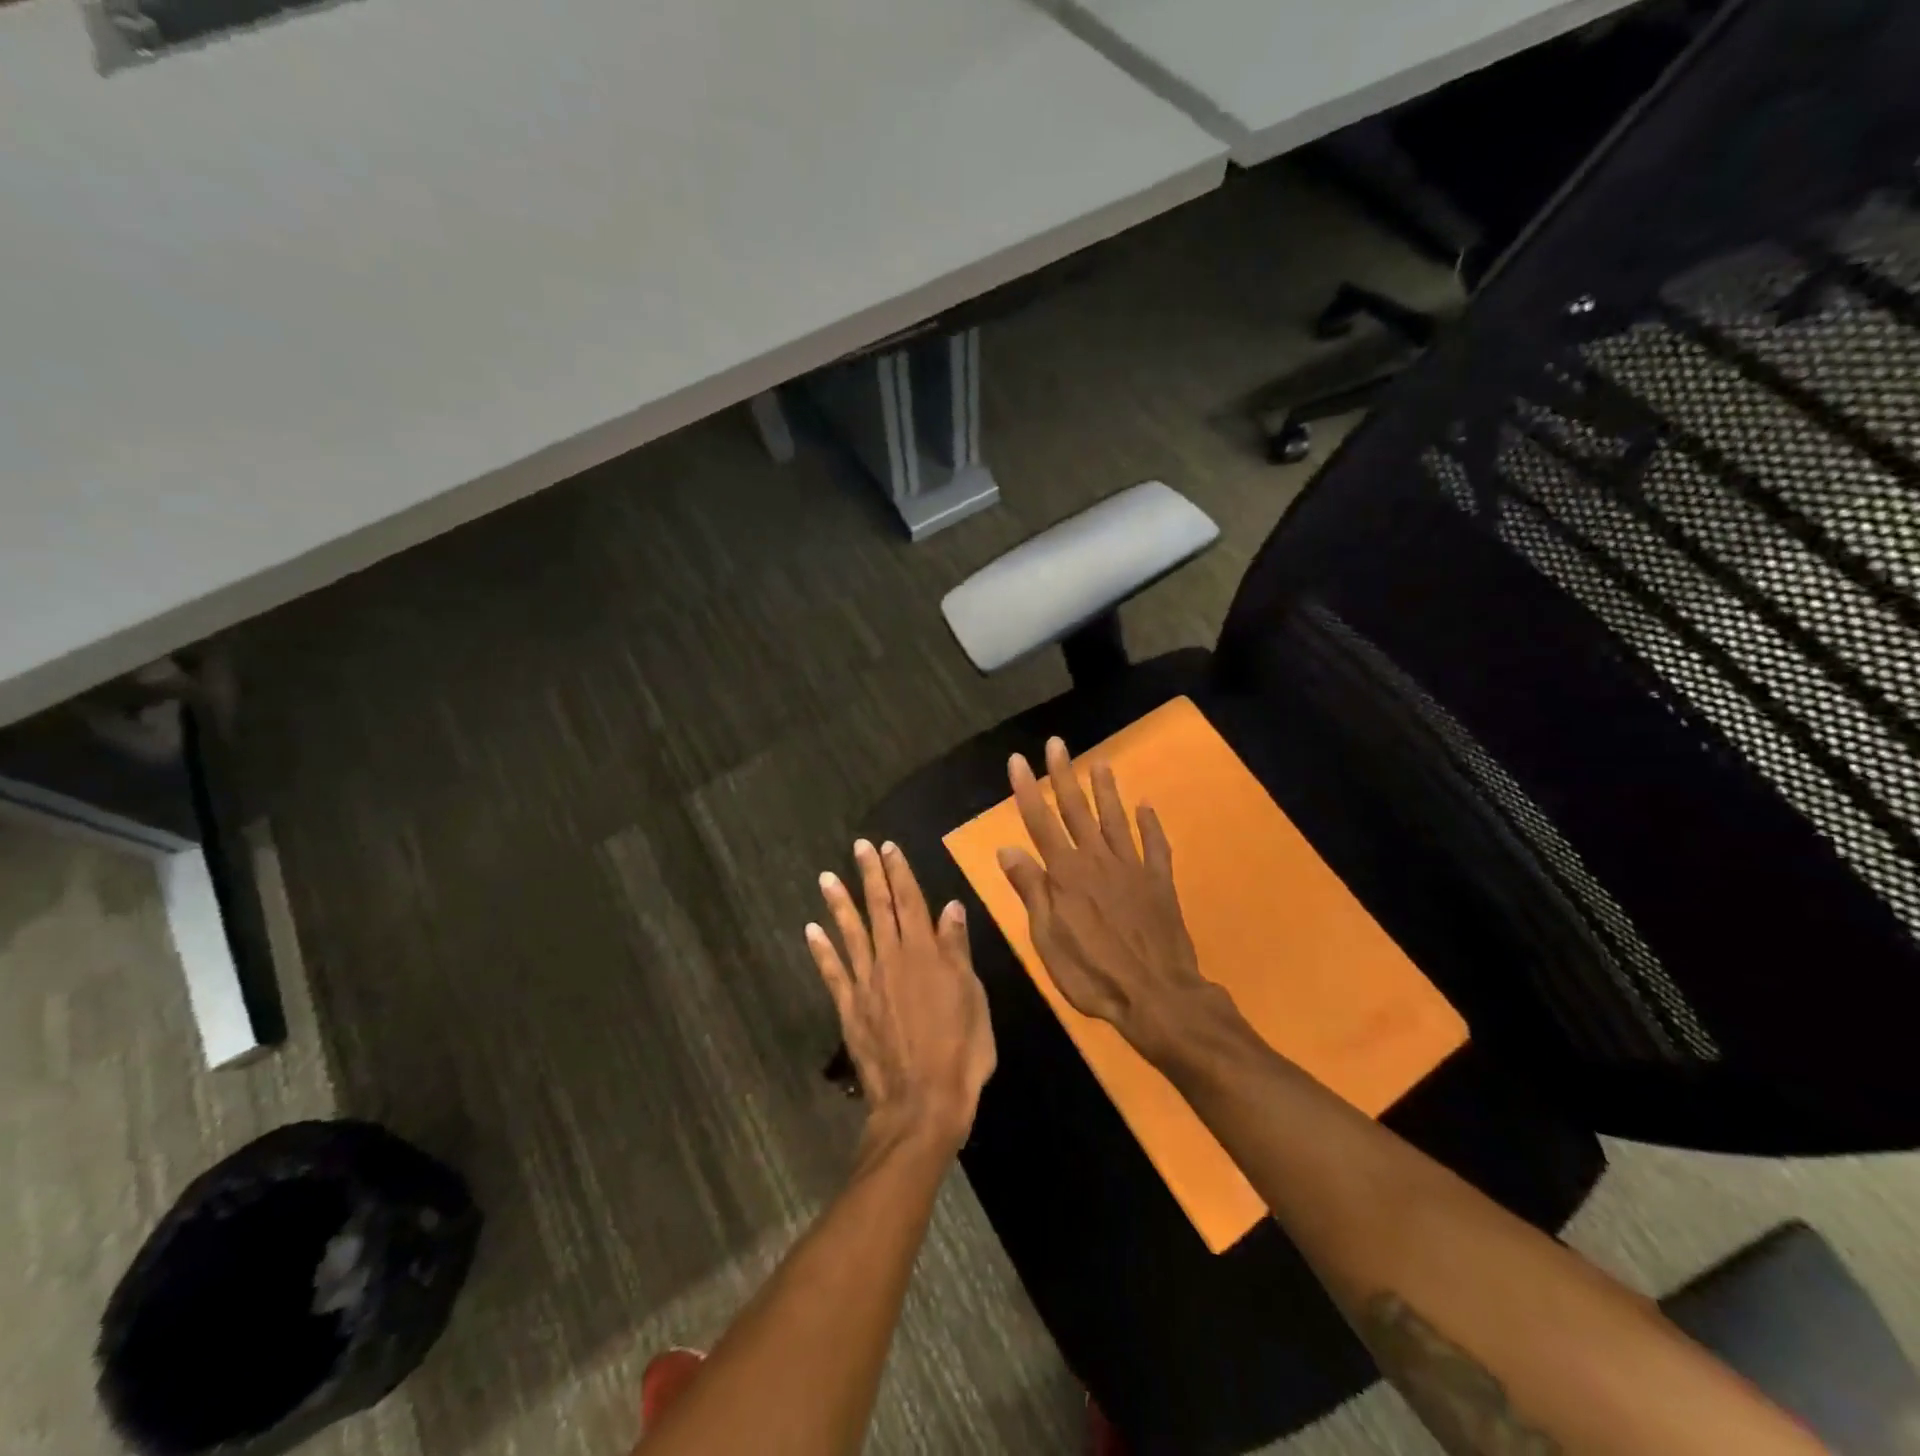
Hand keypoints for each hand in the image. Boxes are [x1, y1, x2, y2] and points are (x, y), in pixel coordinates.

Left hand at [808, 839, 996, 1150]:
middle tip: (859, 847)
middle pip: (880, 908)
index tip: (889, 847)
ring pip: (851, 933)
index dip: (900, 872)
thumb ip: (957, 950)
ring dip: (839, 903)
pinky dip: (822, 949)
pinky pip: (833, 972)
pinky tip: (811, 929)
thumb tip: (951, 907)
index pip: (911, 901)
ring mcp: (867, 983)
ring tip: (827, 877)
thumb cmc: (960, 1051)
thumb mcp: (973, 997)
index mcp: (926, 953)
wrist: (922, 1103)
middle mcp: (892, 959)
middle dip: (871, 875)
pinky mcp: (850, 1008)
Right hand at [997, 737, 1220, 1063]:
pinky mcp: (1159, 883)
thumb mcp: (1048, 939)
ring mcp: (1132, 869)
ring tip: (1101, 763)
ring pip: (1116, 820)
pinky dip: (1151, 825)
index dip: (1027, 790)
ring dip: (1106, 791)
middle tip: (1058, 744)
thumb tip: (1007, 848)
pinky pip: (1155, 846)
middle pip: (1077, 811)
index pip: (1040, 823)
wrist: (1157, 995)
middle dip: (1064, 776)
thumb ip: (1032, 891)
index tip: (1018, 760)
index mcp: (1066, 875)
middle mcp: (1097, 861)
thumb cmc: (1093, 974)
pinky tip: (1146, 806)